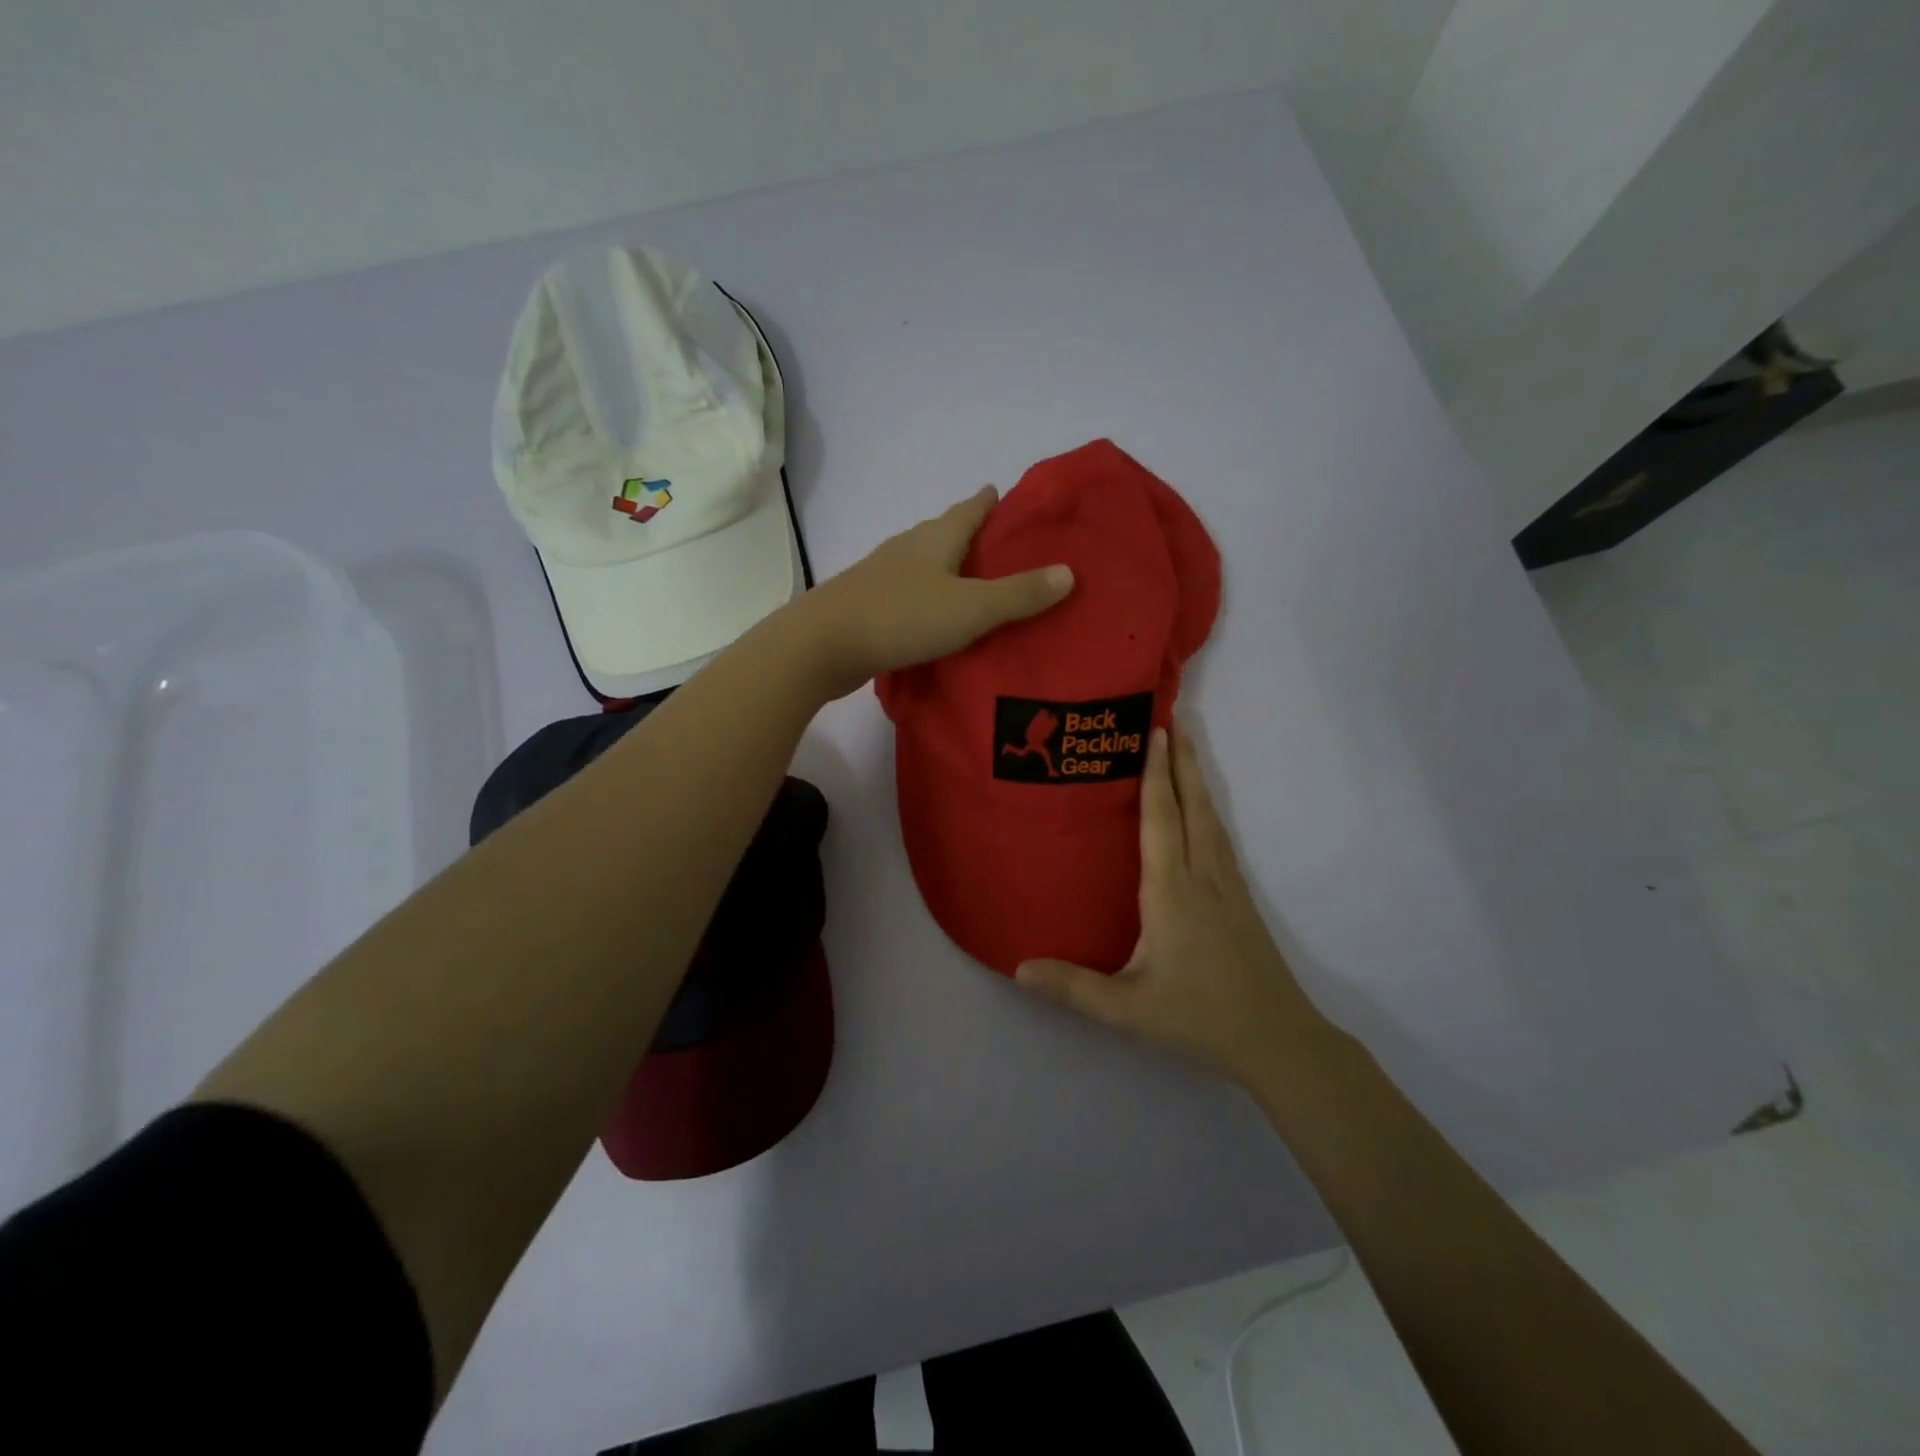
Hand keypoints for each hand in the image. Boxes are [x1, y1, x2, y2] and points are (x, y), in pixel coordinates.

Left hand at [788, 486, 1072, 699]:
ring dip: (948, 568)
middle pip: (945, 532)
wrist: (823, 644)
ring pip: (925, 563)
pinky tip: (936, 617)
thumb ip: (1019, 594)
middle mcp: (908, 548)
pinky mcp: (868, 604)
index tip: (1007, 495)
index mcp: (935, 538)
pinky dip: (929, 597)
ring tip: (974, 583)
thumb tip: (1069, 572)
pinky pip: (909, 593)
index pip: (970, 508)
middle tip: (1001, 546)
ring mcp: (883, 575)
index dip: (990, 501)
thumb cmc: (902, 617)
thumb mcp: (971, 607)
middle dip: (971, 534)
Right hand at [1016, 721, 1330, 1088]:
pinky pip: (1221, 839)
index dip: (1155, 775)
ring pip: (1212, 819)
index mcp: (1171, 893)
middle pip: (1193, 806)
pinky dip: (1209, 810)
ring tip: (1188, 750)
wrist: (1277, 1040)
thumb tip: (1018, 967)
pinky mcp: (1242, 901)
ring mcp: (1228, 887)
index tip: (1154, 732)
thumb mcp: (1127, 1009)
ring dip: (1198, 780)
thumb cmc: (1198, 1018)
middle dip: (1182, 761)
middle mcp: (1202, 878)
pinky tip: (1205, 813)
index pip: (1161, 821)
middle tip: (1173, 720)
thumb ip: (1073, 988)